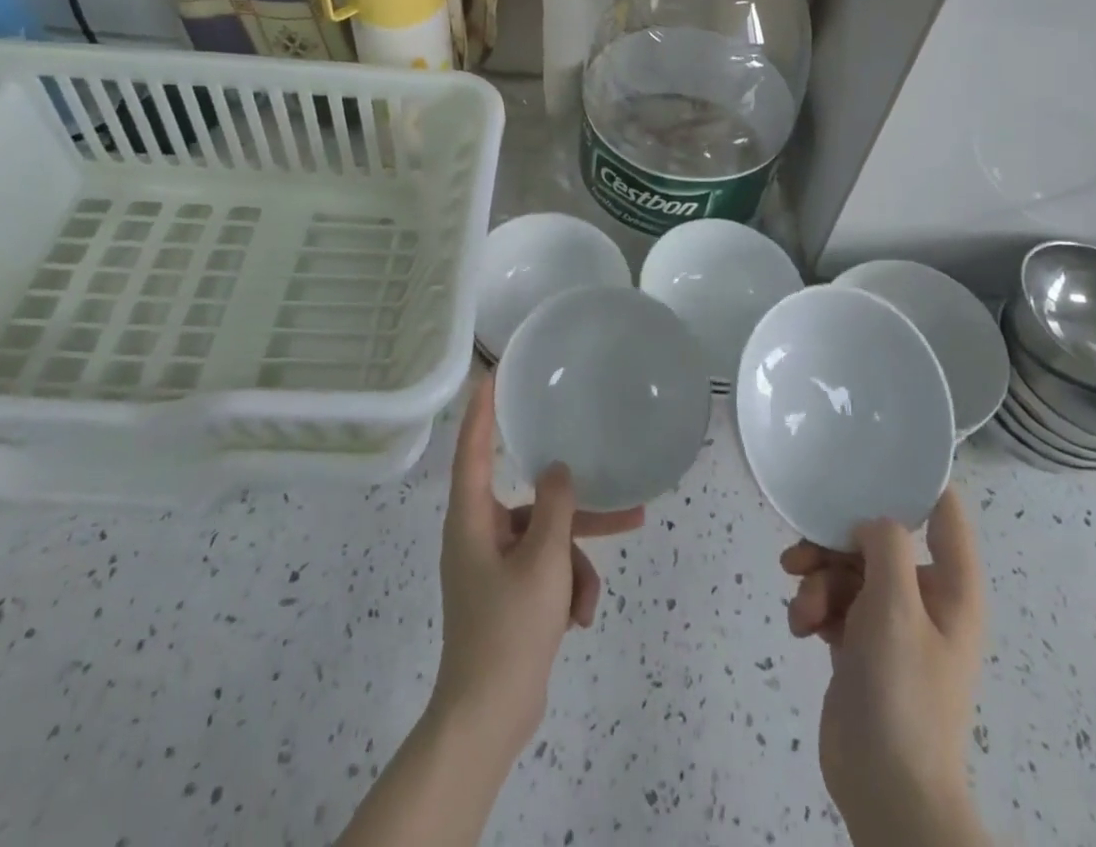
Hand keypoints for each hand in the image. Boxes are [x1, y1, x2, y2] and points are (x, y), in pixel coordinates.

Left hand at [431, 373, 643, 761]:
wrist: (488, 718)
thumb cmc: (509, 628)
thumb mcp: (542, 560)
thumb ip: (555, 506)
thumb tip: (557, 470)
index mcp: (472, 518)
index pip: (473, 449)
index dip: (481, 410)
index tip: (492, 376)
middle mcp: (479, 534)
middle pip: (534, 503)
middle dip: (577, 512)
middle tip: (623, 501)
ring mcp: (494, 566)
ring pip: (548, 542)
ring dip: (574, 565)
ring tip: (590, 600)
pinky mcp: (509, 593)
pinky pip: (546, 572)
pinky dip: (564, 589)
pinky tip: (577, 620)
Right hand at [781, 492, 987, 844]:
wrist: (886, 788)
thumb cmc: (903, 690)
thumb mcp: (895, 605)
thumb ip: (884, 544)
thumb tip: (870, 521)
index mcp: (950, 585)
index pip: (944, 512)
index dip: (915, 480)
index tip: (870, 457)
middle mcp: (923, 596)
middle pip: (876, 538)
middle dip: (834, 543)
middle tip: (801, 553)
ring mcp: (890, 622)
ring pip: (846, 569)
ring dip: (817, 580)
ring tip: (802, 606)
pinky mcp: (859, 644)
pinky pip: (832, 602)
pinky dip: (813, 608)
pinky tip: (801, 628)